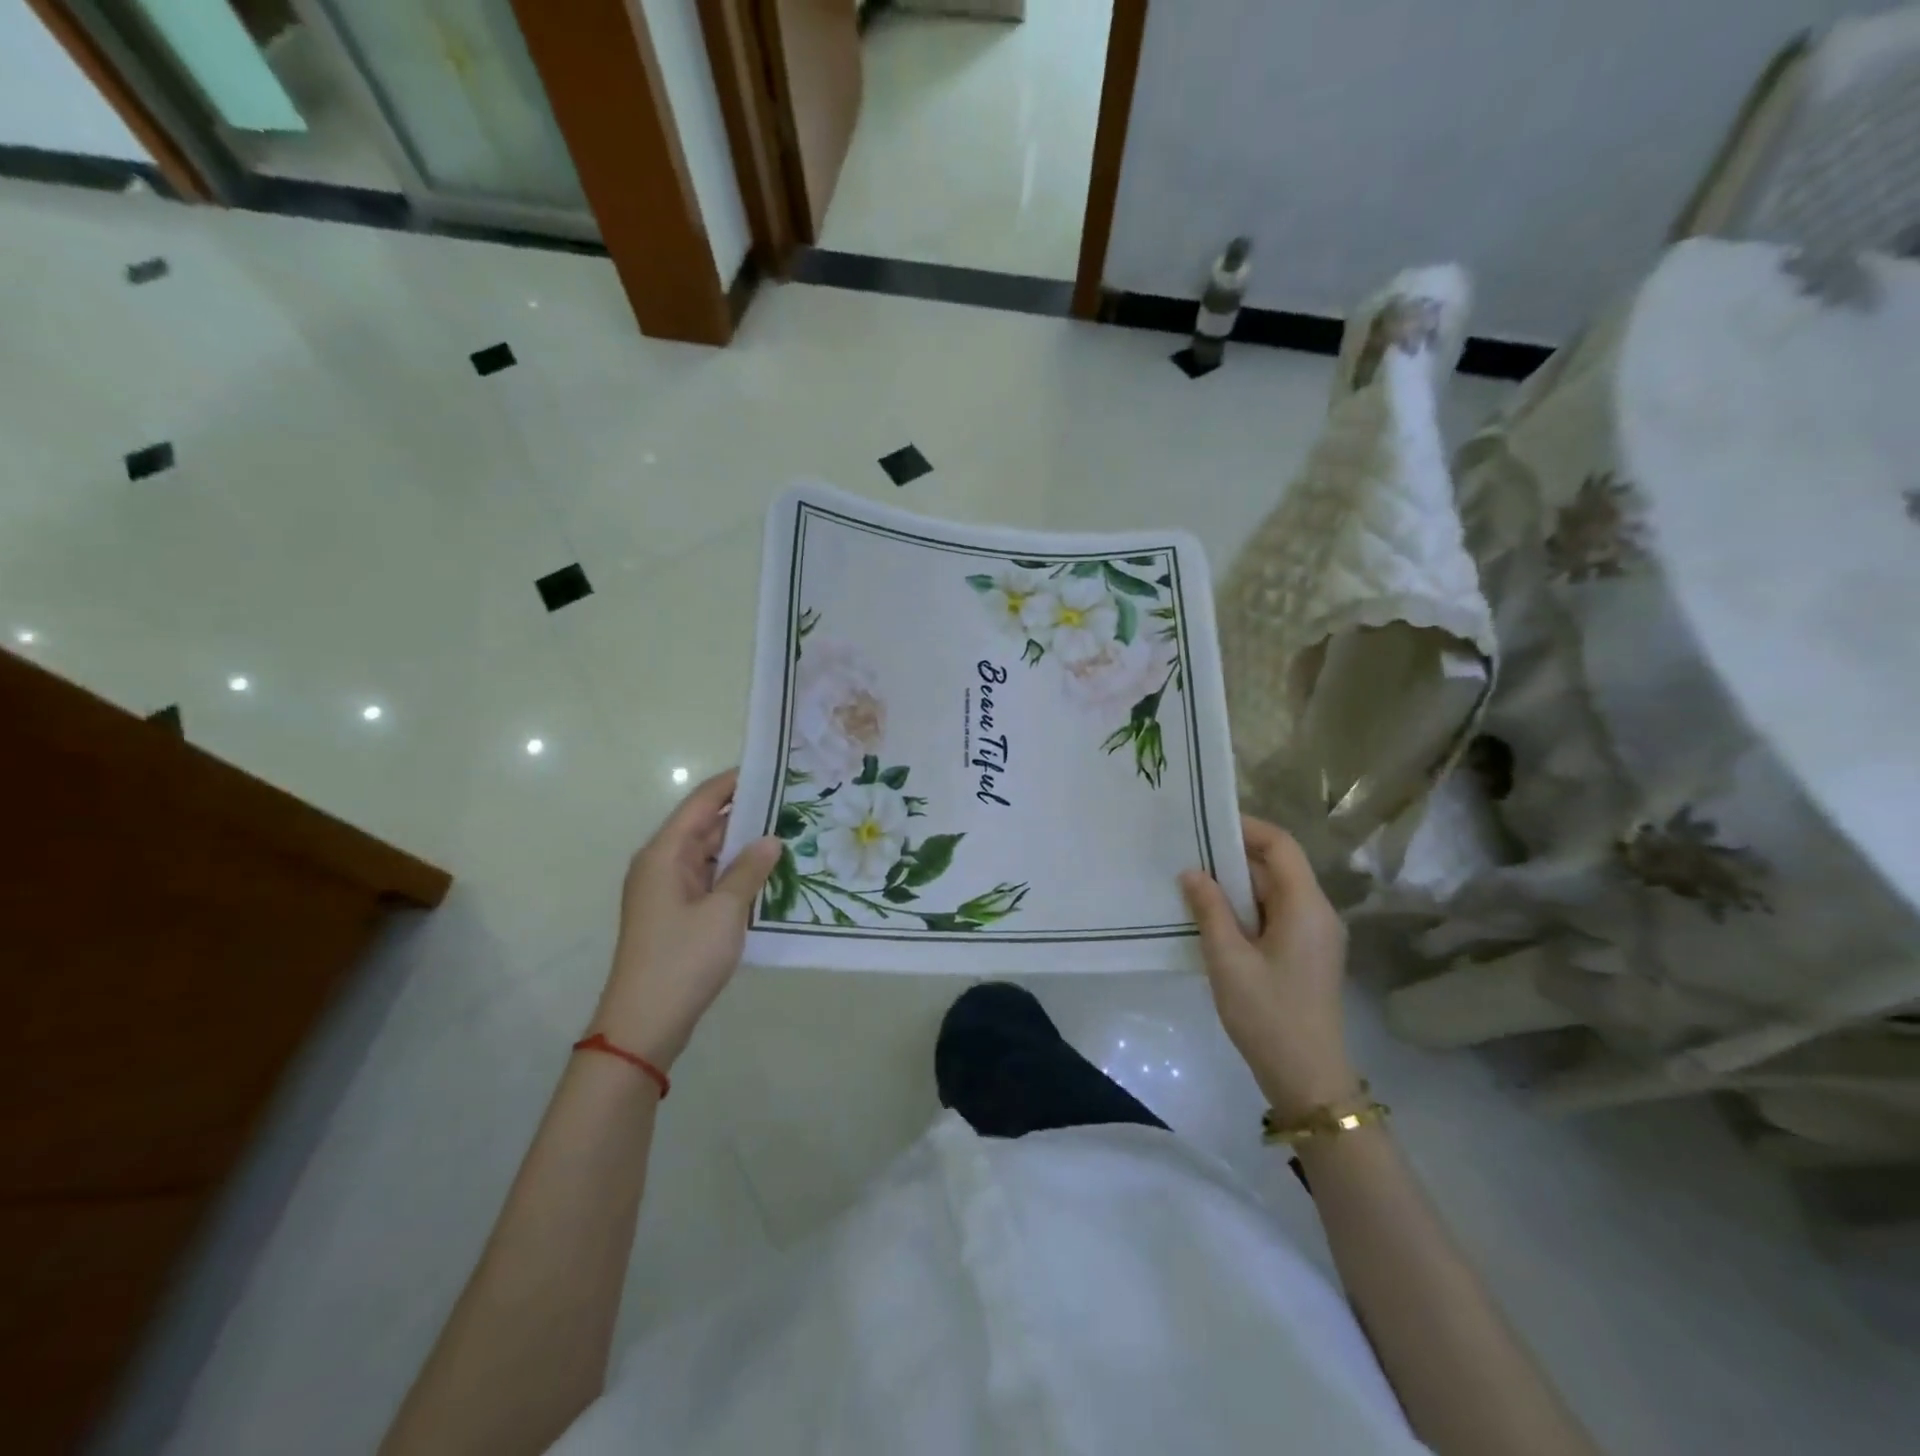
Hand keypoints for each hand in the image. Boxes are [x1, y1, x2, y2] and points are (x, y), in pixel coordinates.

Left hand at [589, 769, 781, 1069]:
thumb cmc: (682, 959)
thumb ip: (749, 870)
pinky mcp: (676, 914)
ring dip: (743, 848)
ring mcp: (667, 891)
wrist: (644, 1024)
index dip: (733, 783)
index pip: (702, 802)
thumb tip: (771, 839)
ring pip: (709, 855)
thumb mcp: (724, 911)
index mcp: (664, 853)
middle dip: (746, 815)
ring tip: (789, 835)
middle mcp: (662, 864)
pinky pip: (709, 881)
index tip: (770, 769)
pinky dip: (735, 874)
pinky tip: (768, 875)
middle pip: (706, 827)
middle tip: (791, 805)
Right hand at [1180, 816, 1357, 1118]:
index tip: (1205, 823)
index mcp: (1306, 907)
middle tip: (1186, 854)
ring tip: (1191, 884)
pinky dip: (1244, 910)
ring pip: (1273, 893)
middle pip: (1277, 867)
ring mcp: (1314, 935)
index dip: (1246, 828)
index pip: (1281, 846)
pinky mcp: (1305, 954)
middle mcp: (1317, 913)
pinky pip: (1274, 915)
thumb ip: (1209, 909)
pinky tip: (1211, 918)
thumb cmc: (1268, 1014)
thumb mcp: (1228, 959)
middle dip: (1232, 858)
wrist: (1307, 1079)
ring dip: (1235, 886)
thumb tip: (1192, 872)